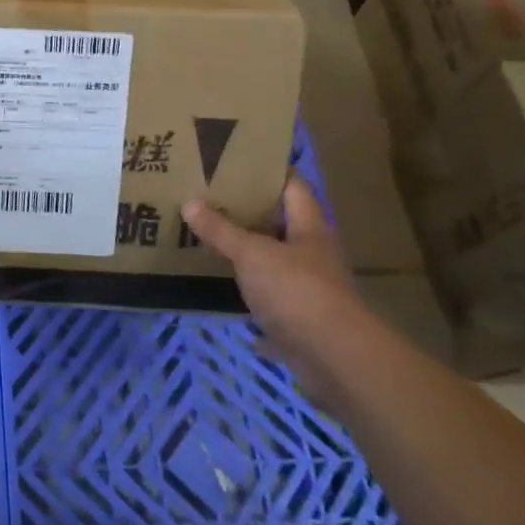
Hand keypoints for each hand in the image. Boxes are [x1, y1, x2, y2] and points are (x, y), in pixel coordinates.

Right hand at [184, 177, 366, 397]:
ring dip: (248, 256)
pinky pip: (270, 301)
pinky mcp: (301, 321)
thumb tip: (188, 202)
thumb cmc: (297, 291)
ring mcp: (310, 290)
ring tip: (209, 240)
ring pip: (274, 263)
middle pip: (281, 225)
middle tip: (210, 200)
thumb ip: (221, 230)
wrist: (335, 360)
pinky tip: (222, 290)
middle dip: (248, 215)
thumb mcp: (251, 253)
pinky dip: (249, 297)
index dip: (267, 173)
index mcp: (309, 228)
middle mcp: (313, 254)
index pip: (292, 187)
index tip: (235, 163)